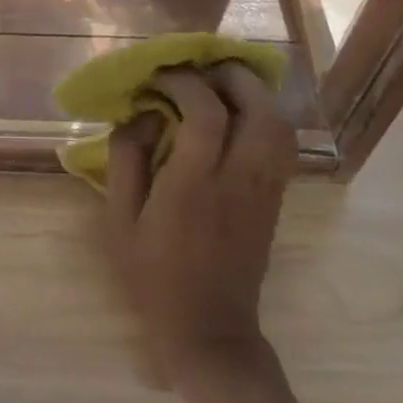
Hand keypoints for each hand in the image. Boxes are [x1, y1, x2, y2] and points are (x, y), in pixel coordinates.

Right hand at [104, 62, 292, 388]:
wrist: (209, 331)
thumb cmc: (153, 275)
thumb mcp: (120, 218)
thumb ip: (126, 157)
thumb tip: (142, 113)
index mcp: (195, 185)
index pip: (206, 113)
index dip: (184, 82)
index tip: (160, 78)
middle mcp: (240, 179)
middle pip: (258, 107)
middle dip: (229, 76)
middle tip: (198, 71)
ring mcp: (266, 189)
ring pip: (279, 123)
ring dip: (251, 93)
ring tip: (219, 87)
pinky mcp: (277, 198)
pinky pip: (282, 143)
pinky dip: (263, 116)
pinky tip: (236, 118)